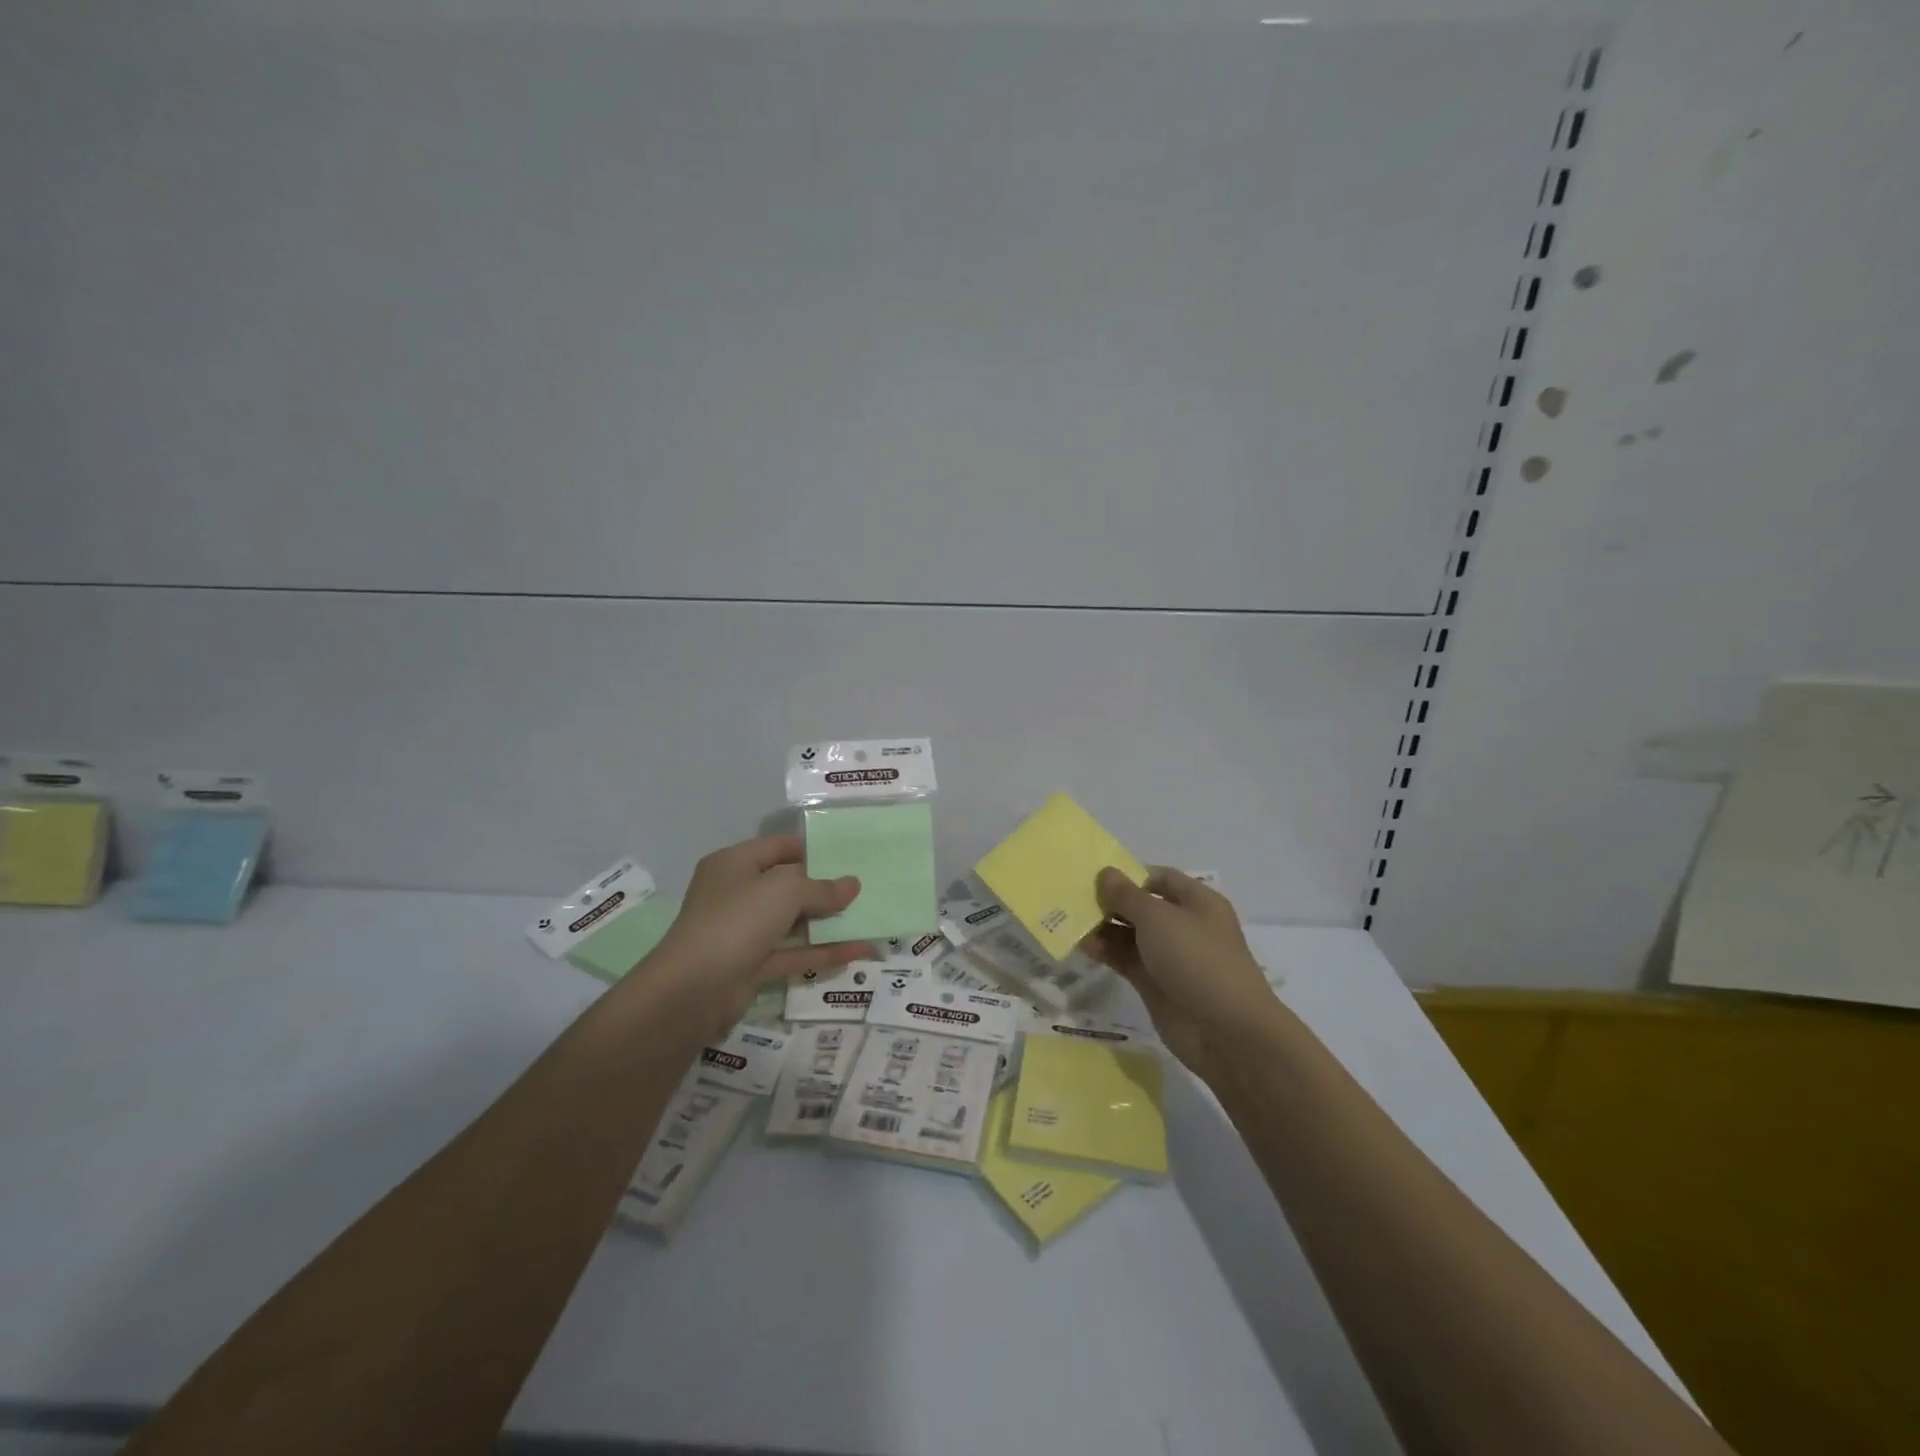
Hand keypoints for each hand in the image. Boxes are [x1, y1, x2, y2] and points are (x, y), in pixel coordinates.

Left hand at [636, 834, 871, 1028]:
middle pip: (788, 885)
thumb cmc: (737, 920)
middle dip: (826, 887)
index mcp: (735, 864)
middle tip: (866, 887)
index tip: (850, 855)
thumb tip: (852, 885)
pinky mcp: (751, 967)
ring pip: (793, 922)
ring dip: (829, 922)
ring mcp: (743, 933)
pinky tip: (859, 950)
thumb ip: (822, 888)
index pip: (780, 847)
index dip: (814, 849)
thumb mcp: (785, 891)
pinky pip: (794, 954)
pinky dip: (823, 952)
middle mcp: (737, 894)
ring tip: (870, 917)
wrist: (691, 991)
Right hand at [1082, 866, 1272, 1085]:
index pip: (1160, 879)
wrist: (1225, 1031)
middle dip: (1111, 902)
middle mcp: (1184, 926)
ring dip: (1104, 928)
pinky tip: (1083, 947)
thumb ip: (1126, 895)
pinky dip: (1106, 953)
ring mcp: (1170, 958)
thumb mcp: (1158, 918)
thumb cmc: (1196, 959)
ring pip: (1131, 935)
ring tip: (1072, 924)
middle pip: (1142, 907)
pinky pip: (1127, 961)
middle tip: (1075, 900)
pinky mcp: (1156, 985)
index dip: (1130, 876)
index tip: (1096, 878)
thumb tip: (1106, 873)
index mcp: (1197, 902)